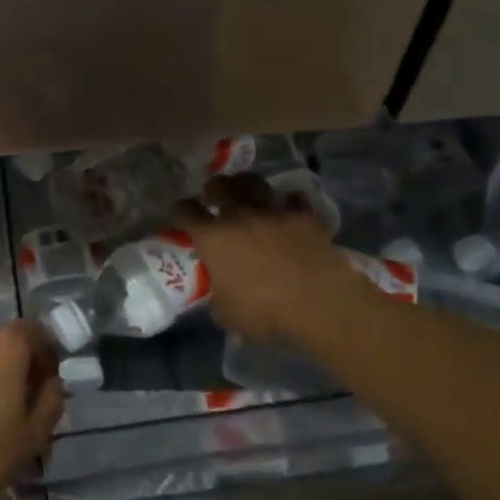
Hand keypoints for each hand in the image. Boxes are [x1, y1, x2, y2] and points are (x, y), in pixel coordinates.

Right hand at [173, 174, 361, 344]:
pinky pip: (293, 199)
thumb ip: (219, 298)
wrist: (320, 302)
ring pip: (255, 183)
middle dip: (213, 188)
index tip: (180, 213)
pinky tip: (288, 206)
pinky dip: (288, 201)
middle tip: (213, 194)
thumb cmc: (266, 311)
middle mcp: (240, 216)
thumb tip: (220, 296)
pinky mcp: (304, 216)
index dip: (179, 210)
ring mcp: (274, 212)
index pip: (186, 212)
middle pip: (220, 187)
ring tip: (246, 190)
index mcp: (213, 238)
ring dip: (246, 185)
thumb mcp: (228, 315)